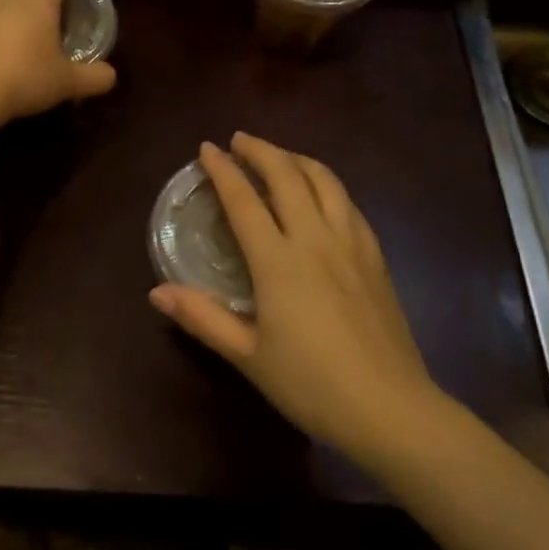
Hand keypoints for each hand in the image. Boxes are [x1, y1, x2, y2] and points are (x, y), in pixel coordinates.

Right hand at [149, 132, 443, 462]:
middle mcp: (315, 239)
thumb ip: (203, 318)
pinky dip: (327, 184)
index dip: (223, 170)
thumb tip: (157, 292)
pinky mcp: (375, 256)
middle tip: (239, 140)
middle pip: (287, 175)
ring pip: (324, 180)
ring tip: (279, 156)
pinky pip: (348, 202)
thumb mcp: (248, 356)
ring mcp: (351, 244)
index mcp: (278, 261)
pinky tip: (322, 193)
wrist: (391, 408)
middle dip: (261, 150)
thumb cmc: (311, 384)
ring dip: (297, 158)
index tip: (207, 148)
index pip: (244, 200)